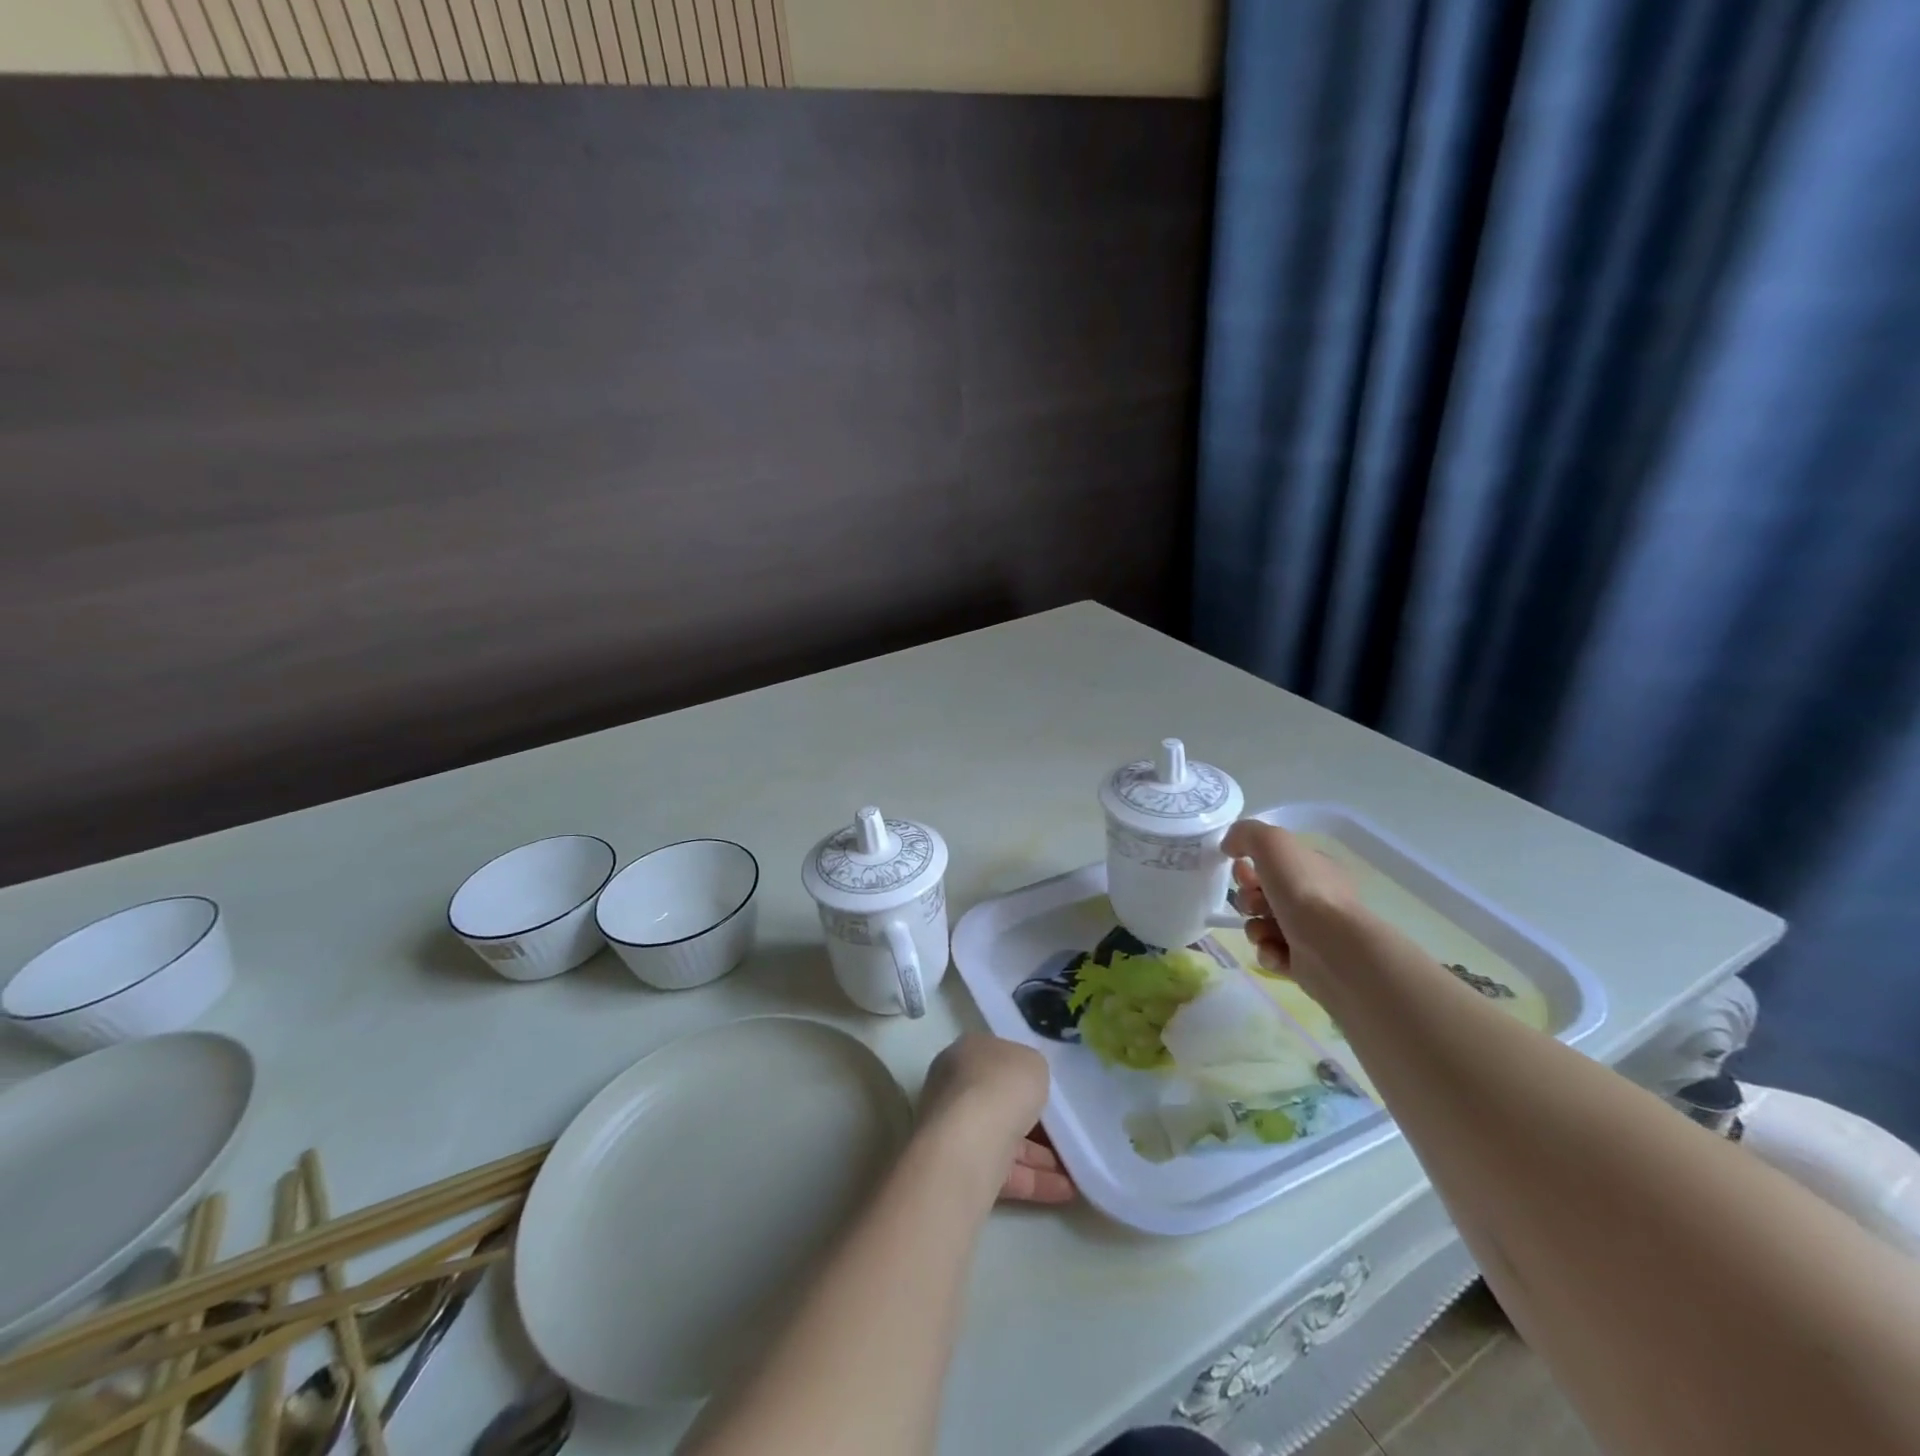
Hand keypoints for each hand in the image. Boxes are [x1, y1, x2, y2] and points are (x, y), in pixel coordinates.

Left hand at [920, 1035, 1074, 1203]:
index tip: (1046, 1088)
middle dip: (1033, 1121)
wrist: (969, 1145)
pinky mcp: (962, 1170)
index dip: (1021, 1073)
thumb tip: (1027, 1081)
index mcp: (965, 1054)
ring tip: (1076, 1169)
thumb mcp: (1032, 1062)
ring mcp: (955, 1132)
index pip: (995, 1059)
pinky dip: (1035, 1181)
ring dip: (1041, 1157)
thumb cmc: (1000, 1087)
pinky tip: (1067, 1190)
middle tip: (1066, 1132)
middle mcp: (954, 1089)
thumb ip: (1031, 1069)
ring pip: (1004, 1141)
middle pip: (999, 1103)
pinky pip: (1005, 1173)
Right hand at [1222, 819, 1358, 991]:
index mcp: (1314, 868)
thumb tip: (1230, 846)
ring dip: (1255, 928)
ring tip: (1265, 933)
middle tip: (1254, 905)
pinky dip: (1268, 952)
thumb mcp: (1272, 842)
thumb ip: (1247, 834)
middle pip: (1264, 894)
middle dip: (1249, 899)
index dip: (1249, 865)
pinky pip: (1272, 953)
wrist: (1331, 948)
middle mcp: (1316, 898)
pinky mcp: (1306, 963)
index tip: (1240, 870)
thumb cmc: (1303, 890)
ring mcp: (1312, 932)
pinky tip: (1275, 951)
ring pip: (1263, 925)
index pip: (1274, 862)